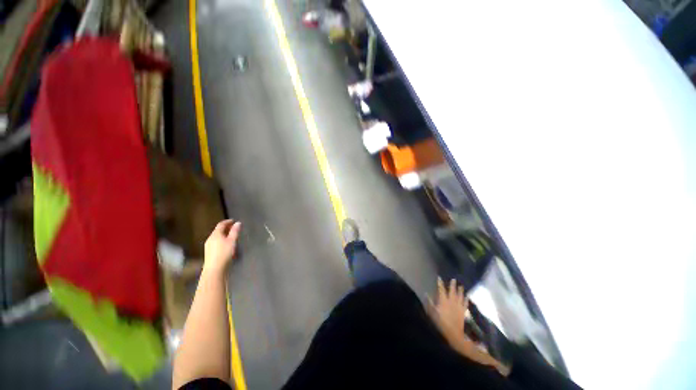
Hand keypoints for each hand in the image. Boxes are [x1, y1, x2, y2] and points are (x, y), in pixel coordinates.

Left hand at [204, 219, 240, 273]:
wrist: (215, 269)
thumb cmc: (224, 253)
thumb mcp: (232, 241)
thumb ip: (235, 231)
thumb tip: (238, 223)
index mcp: (215, 234)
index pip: (221, 225)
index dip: (227, 221)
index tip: (233, 220)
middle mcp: (210, 239)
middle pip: (218, 231)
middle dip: (226, 228)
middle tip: (234, 227)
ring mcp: (209, 246)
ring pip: (217, 237)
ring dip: (224, 234)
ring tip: (232, 236)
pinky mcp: (209, 252)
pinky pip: (216, 242)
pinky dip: (222, 240)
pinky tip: (227, 244)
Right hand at [428, 277, 509, 375]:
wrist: (454, 335)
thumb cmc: (441, 324)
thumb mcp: (432, 313)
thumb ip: (429, 303)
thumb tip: (426, 293)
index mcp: (443, 301)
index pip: (441, 289)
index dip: (440, 283)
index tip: (439, 277)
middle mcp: (452, 302)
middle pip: (452, 291)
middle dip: (452, 285)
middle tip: (454, 279)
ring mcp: (458, 307)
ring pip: (460, 296)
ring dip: (460, 290)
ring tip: (461, 285)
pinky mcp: (463, 312)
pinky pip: (465, 304)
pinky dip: (466, 299)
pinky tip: (467, 296)